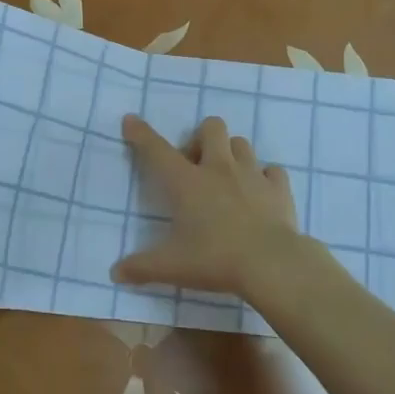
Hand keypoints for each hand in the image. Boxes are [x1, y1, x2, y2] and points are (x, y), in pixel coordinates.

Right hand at [112, 114, 326, 305]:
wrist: (272, 264)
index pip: (157, 150)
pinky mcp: (279, 188)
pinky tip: (260, 194)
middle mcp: (219, 169)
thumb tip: (115, 272)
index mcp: (188, 183)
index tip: (131, 120)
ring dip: (231, 154)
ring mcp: (252, 175)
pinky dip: (265, 178)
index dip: (141, 134)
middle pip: (211, 127)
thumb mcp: (172, 267)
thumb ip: (141, 267)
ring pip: (241, 144)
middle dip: (201, 138)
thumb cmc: (216, 260)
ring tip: (227, 179)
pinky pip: (272, 171)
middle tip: (197, 165)